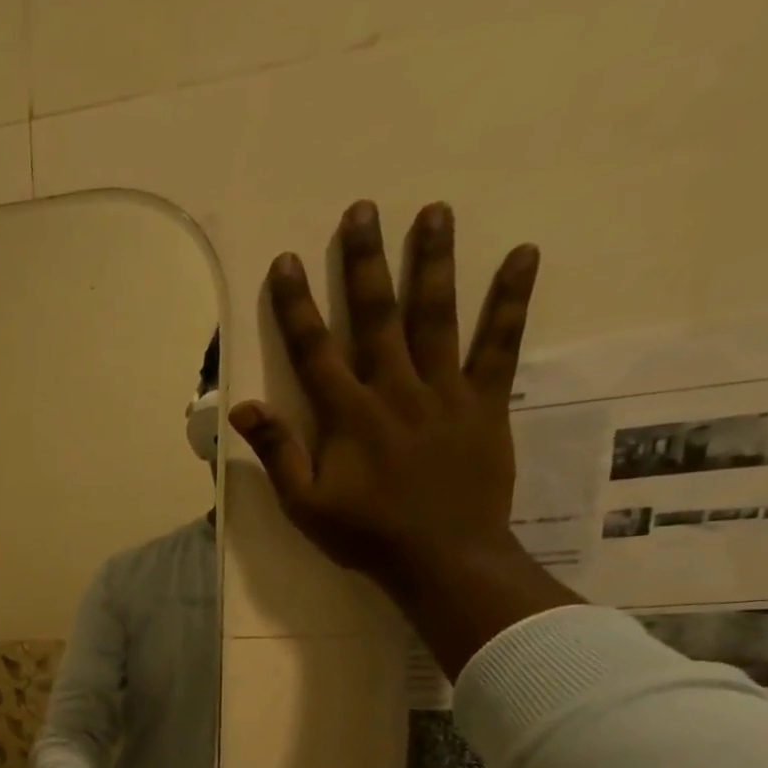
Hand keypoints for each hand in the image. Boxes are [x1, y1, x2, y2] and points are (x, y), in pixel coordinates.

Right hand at [230, 200, 574, 676]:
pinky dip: (511, 301)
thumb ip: (278, 452)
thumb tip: (244, 408)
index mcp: (347, 416)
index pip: (314, 351)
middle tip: (363, 209)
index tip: (286, 262)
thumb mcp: (304, 504)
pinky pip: (501, 345)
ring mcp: (445, 392)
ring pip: (438, 317)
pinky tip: (524, 255)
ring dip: (434, 262)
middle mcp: (395, 390)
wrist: (441, 558)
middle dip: (365, 263)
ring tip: (434, 211)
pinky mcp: (486, 402)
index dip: (296, 306)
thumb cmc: (364, 535)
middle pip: (377, 317)